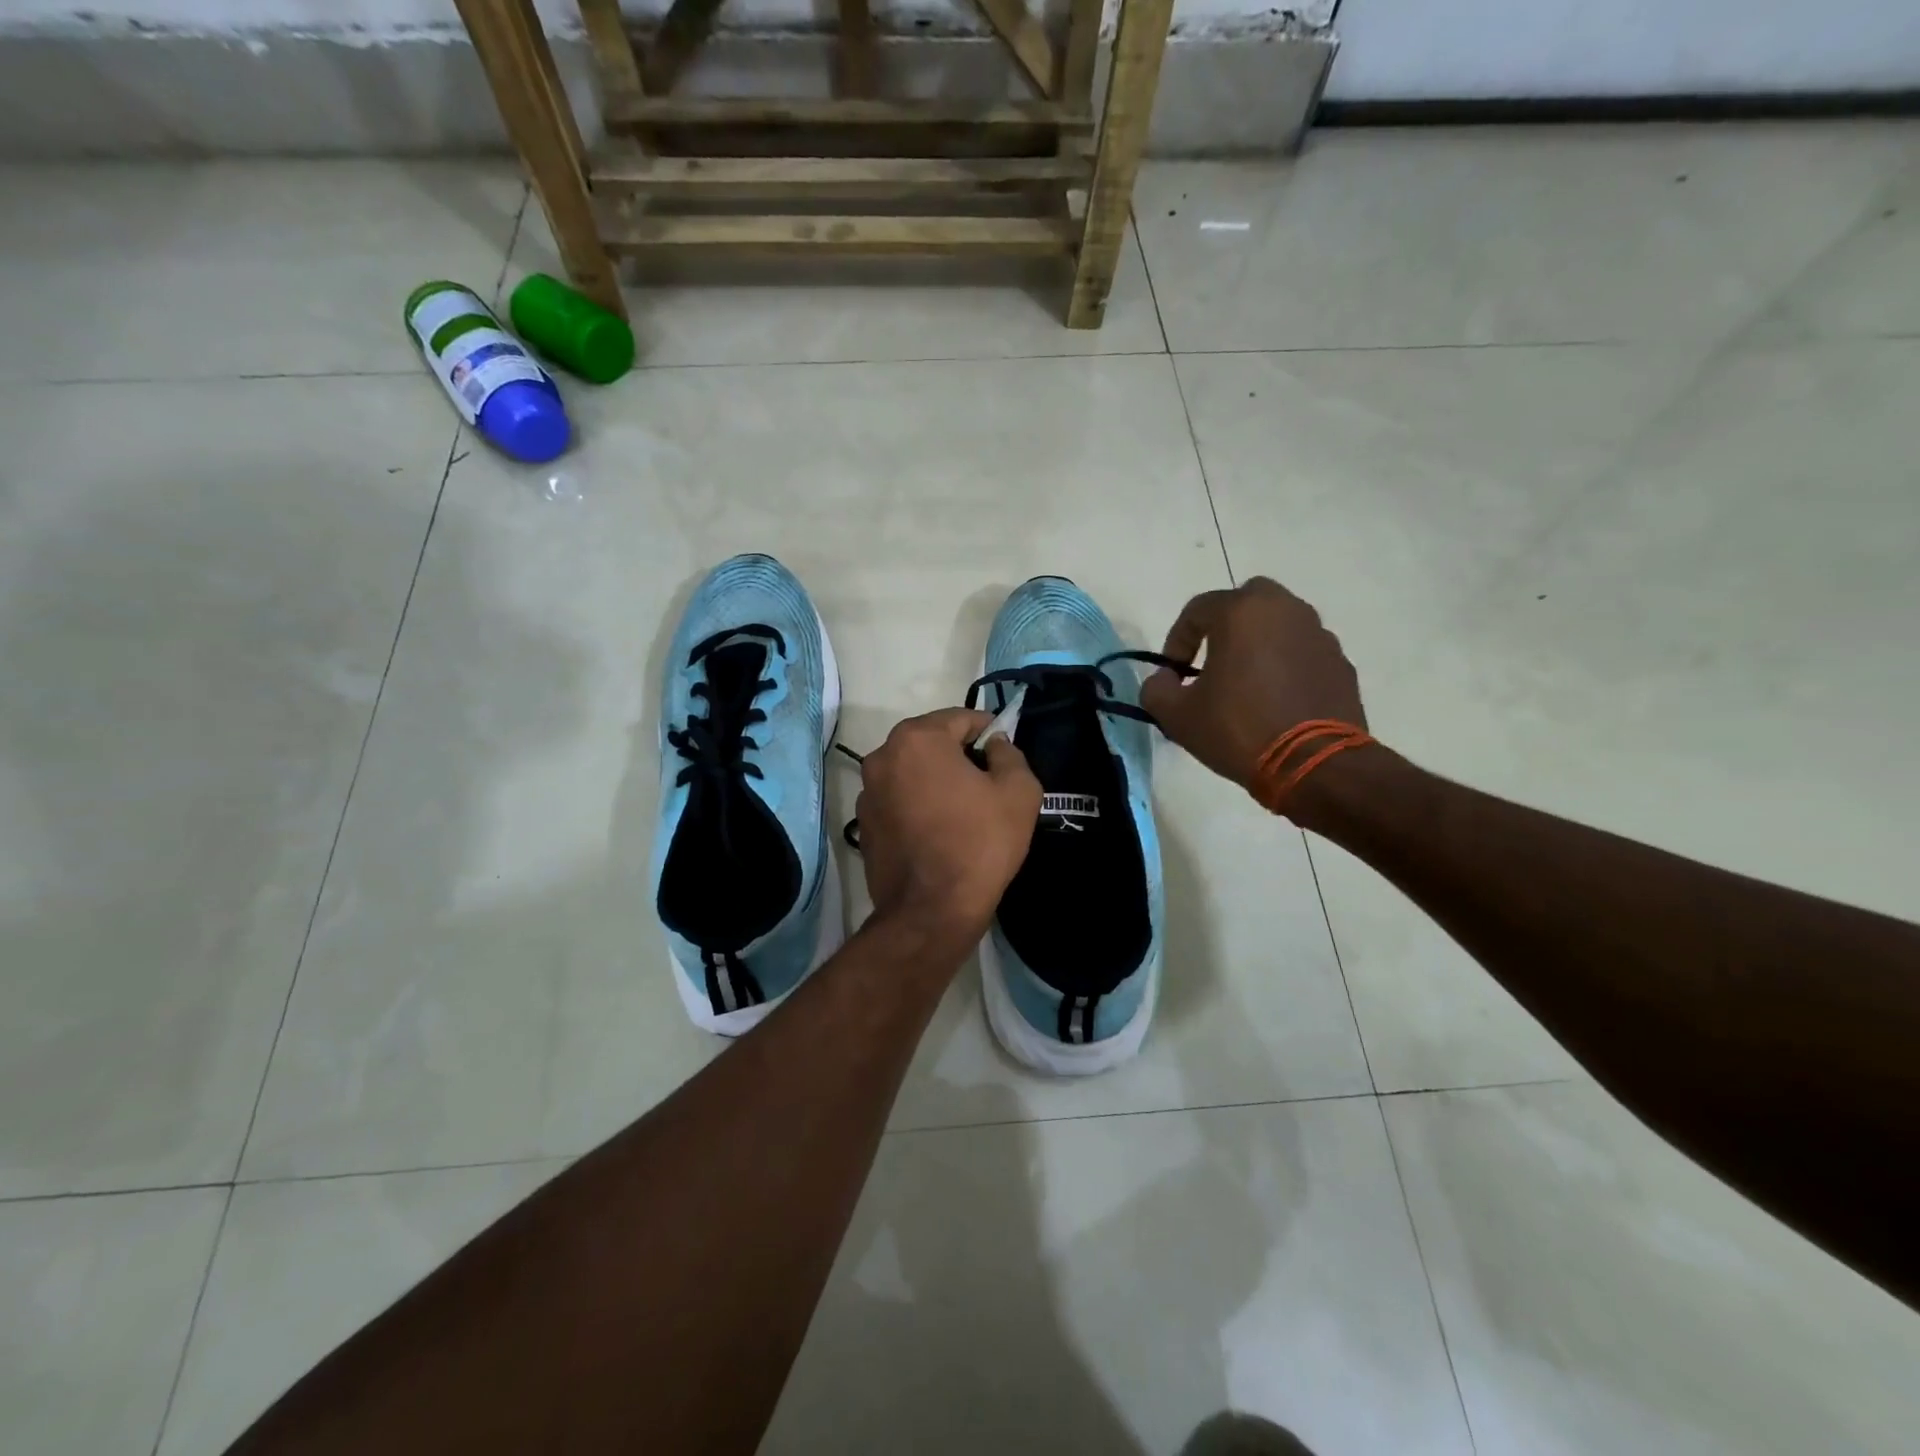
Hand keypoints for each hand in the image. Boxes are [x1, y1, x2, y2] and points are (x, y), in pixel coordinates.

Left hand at [855, 708, 1041, 954]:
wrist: (931, 911)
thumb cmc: (979, 843)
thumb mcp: (1019, 792)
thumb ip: (1010, 754)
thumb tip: (995, 746)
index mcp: (917, 739)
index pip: (961, 719)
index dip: (989, 732)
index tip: (1005, 754)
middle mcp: (882, 756)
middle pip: (932, 743)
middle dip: (960, 756)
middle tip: (988, 784)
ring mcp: (867, 792)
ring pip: (913, 772)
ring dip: (937, 780)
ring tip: (964, 811)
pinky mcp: (864, 824)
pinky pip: (898, 800)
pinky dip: (918, 805)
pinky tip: (939, 832)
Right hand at [1139, 576, 1367, 796]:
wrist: (1314, 765)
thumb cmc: (1239, 730)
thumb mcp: (1177, 716)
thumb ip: (1157, 689)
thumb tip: (1164, 679)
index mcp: (1242, 612)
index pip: (1197, 610)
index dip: (1177, 640)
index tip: (1173, 674)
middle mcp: (1285, 610)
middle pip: (1247, 602)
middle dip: (1225, 626)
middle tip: (1213, 661)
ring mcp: (1319, 635)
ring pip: (1280, 624)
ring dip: (1259, 643)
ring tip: (1247, 684)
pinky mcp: (1340, 663)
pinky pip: (1303, 652)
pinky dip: (1287, 665)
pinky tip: (1277, 700)